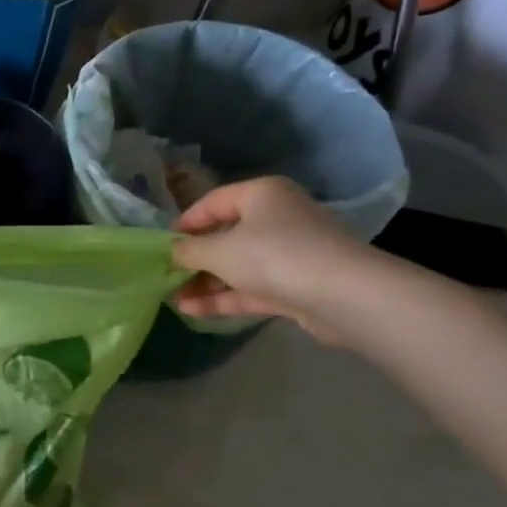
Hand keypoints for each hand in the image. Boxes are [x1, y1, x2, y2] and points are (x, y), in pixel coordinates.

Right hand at [171, 176, 374, 341]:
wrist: (342, 295)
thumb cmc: (273, 255)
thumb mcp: (219, 250)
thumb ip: (190, 251)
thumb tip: (173, 252)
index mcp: (262, 194)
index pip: (214, 202)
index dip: (186, 222)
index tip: (163, 244)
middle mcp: (278, 218)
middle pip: (227, 235)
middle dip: (195, 259)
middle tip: (167, 275)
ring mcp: (290, 253)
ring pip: (239, 266)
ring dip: (206, 283)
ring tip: (173, 299)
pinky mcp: (297, 286)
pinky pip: (252, 288)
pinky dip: (225, 298)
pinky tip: (193, 311)